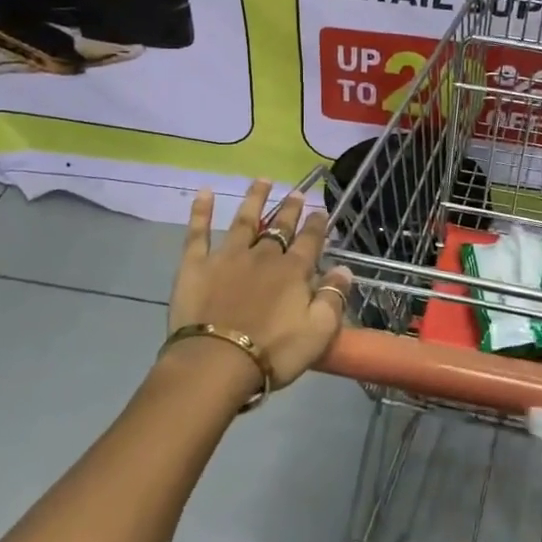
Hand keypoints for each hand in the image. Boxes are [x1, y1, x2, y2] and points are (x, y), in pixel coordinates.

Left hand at [165, 181, 352, 391]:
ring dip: (255, 199)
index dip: (317, 225)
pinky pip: (198, 232)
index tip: (321, 210)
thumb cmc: (273, 351)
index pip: (310, 241)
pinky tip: (205, 192)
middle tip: (297, 192)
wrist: (216, 362)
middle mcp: (263, 255)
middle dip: (290, 209)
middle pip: (279, 227)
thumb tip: (345, 269)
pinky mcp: (196, 265)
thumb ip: (333, 297)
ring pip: (245, 220)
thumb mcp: (319, 331)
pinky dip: (201, 211)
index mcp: (293, 271)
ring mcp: (228, 256)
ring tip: (262, 180)